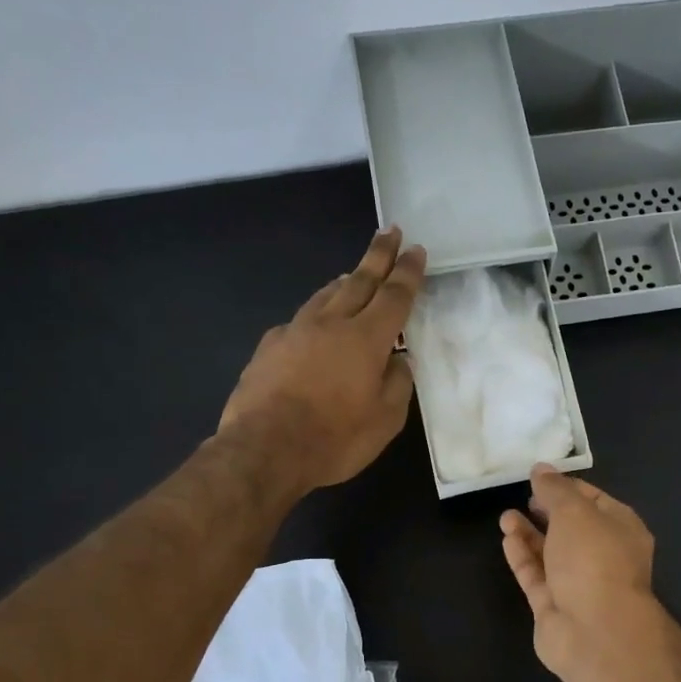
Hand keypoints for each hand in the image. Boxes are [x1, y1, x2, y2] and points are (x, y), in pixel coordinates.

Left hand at [220, 227, 426, 491]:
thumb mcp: (385, 421)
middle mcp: (331, 324)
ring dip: (345, 280)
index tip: (416, 250)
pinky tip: (313, 324)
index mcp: (366, 339)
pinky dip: (315, 313)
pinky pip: (299, 320)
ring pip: (325, 296)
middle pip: (359, 281)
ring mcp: (295, 332)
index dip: (407, 273)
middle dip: (378, 256)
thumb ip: (398, 385)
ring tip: (354, 272)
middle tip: (389, 231)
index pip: (394, 296)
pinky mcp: (269, 347)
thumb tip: (399, 361)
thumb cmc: (334, 438)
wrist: (264, 449)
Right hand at [499, 466, 664, 681]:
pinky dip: (522, 556)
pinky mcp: (554, 606)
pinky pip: (536, 575)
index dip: (567, 487)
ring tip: (506, 516)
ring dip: (529, 533)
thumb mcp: (575, 512)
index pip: (595, 500)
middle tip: (524, 496)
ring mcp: (579, 584)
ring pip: (551, 552)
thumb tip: (541, 468)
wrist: (594, 632)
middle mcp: (603, 556)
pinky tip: (507, 538)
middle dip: (547, 511)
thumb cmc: (593, 560)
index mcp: (621, 530)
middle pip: (572, 528)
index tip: (540, 476)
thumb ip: (555, 489)